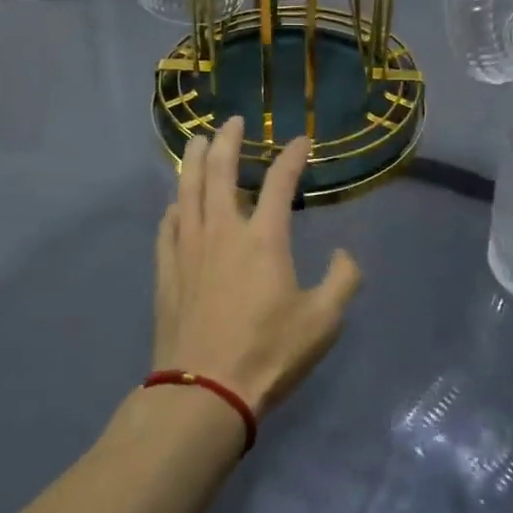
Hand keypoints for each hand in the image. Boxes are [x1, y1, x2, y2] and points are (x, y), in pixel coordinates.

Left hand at [153, 117, 361, 416]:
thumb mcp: (323, 322)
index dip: (292, 157)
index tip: (301, 140)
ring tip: (197, 142)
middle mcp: (223, 231)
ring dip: (193, 161)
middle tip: (232, 121)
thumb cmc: (269, 354)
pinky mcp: (167, 271)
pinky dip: (174, 207)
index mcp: (264, 239)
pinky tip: (176, 203)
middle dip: (227, 140)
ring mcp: (188, 249)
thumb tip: (345, 256)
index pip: (279, 182)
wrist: (205, 391)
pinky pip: (167, 226)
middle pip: (220, 171)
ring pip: (187, 191)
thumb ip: (343, 282)